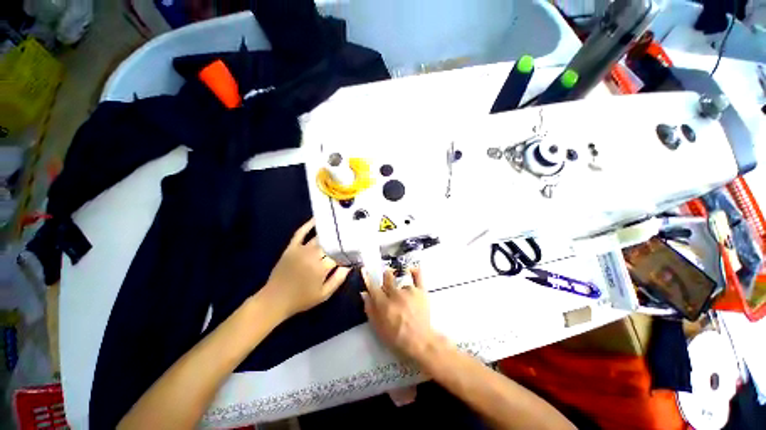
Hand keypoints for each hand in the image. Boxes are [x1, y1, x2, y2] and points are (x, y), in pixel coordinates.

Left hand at [261, 219, 350, 318]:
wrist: (275, 300)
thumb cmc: (302, 299)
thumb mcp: (324, 294)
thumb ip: (338, 279)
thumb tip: (350, 265)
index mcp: (321, 268)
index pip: (339, 254)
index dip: (347, 251)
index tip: (355, 248)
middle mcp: (312, 255)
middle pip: (330, 243)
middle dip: (340, 239)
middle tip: (350, 234)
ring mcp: (300, 250)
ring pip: (318, 237)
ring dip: (329, 232)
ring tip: (339, 225)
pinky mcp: (291, 247)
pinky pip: (300, 233)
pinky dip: (308, 225)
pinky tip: (317, 219)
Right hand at [361, 268, 439, 360]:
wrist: (421, 343)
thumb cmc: (397, 338)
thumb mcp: (378, 328)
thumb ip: (370, 309)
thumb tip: (364, 294)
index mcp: (384, 304)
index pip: (373, 286)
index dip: (368, 277)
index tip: (364, 269)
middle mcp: (396, 294)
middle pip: (387, 276)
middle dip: (385, 277)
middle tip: (387, 286)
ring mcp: (410, 291)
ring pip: (401, 279)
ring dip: (400, 285)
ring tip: (404, 296)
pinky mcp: (421, 291)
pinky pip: (418, 275)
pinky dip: (414, 271)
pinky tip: (411, 270)